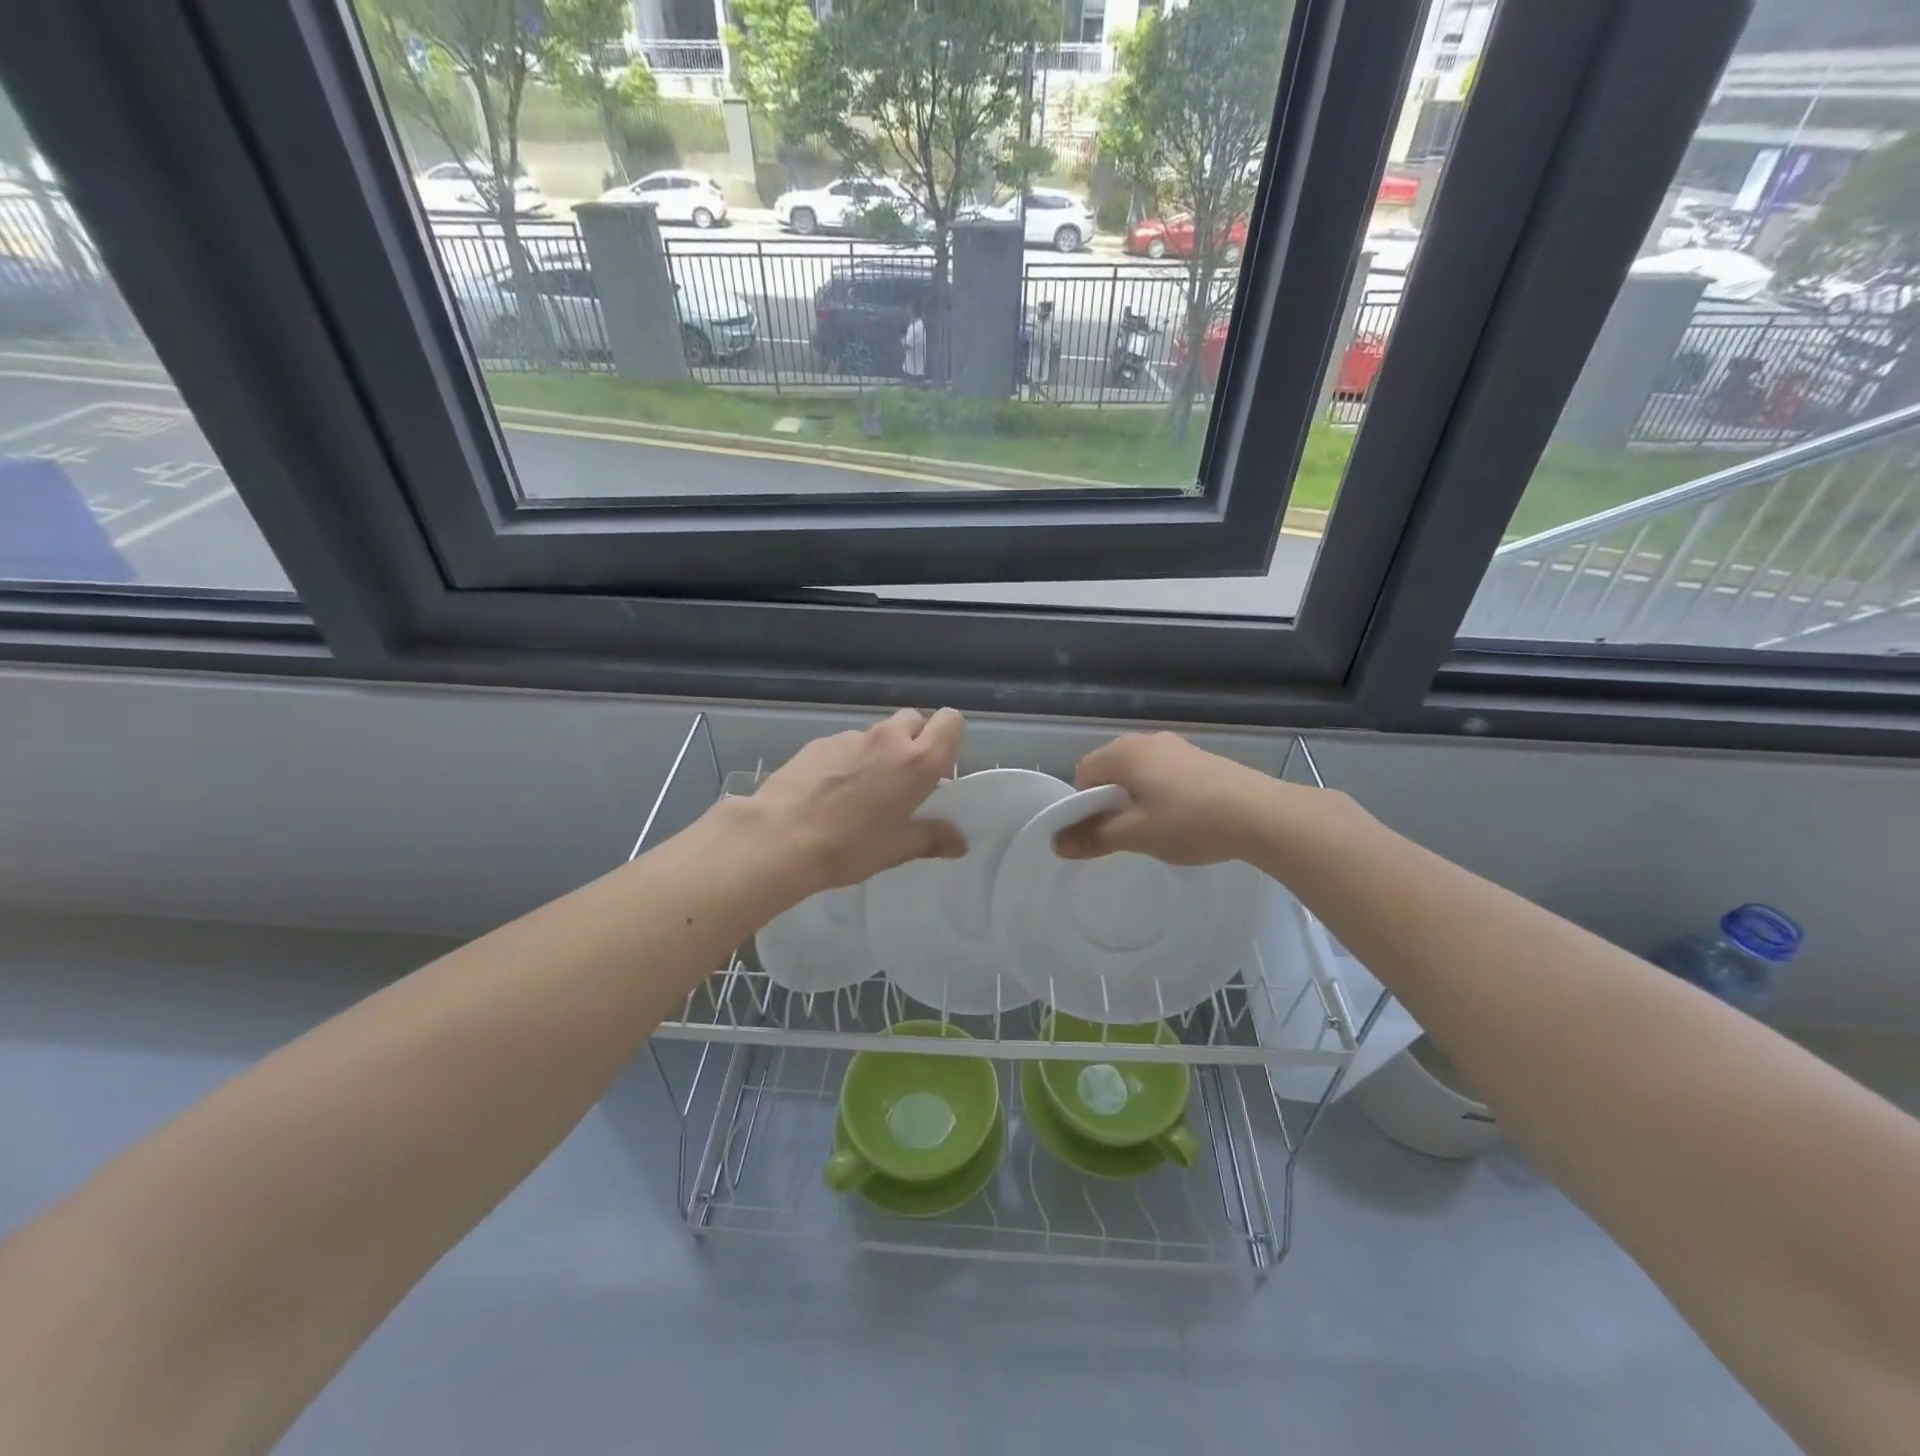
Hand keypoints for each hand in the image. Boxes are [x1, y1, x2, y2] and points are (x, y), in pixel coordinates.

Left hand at [745, 708, 967, 894]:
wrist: (781, 837)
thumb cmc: (850, 846)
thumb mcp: (897, 849)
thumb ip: (933, 839)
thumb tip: (960, 842)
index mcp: (918, 761)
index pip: (950, 721)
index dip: (948, 738)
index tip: (938, 767)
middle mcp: (888, 739)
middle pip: (914, 719)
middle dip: (915, 740)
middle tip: (903, 778)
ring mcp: (851, 737)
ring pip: (878, 733)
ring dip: (880, 752)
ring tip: (861, 790)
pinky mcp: (819, 742)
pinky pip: (846, 744)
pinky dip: (848, 759)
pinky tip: (830, 791)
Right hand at [1053, 732, 1276, 865]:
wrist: (1261, 814)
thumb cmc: (1189, 821)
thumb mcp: (1136, 835)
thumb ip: (1094, 837)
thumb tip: (1057, 843)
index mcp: (1124, 752)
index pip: (1082, 773)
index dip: (1082, 805)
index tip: (1097, 833)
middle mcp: (1147, 740)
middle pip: (1110, 770)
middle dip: (1109, 802)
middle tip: (1123, 835)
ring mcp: (1177, 746)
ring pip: (1139, 773)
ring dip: (1136, 799)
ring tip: (1154, 830)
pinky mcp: (1201, 758)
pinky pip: (1164, 774)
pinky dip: (1161, 794)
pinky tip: (1181, 819)